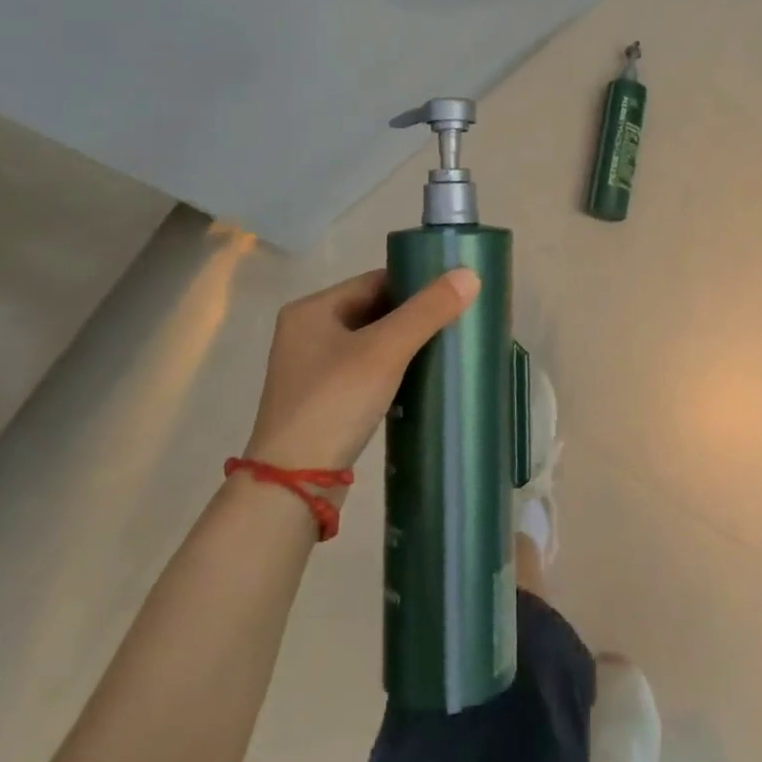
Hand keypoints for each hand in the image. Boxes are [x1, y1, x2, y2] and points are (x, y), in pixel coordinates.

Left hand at [244, 266, 479, 470]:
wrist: (292, 487)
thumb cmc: (334, 403)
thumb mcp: (385, 351)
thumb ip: (427, 311)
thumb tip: (470, 274)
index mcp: (312, 309)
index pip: (375, 281)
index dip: (415, 284)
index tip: (453, 293)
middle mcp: (306, 332)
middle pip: (373, 310)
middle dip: (413, 316)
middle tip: (456, 320)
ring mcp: (312, 369)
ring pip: (370, 343)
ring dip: (404, 344)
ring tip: (445, 347)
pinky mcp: (321, 401)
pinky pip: (365, 371)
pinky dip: (391, 370)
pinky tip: (419, 380)